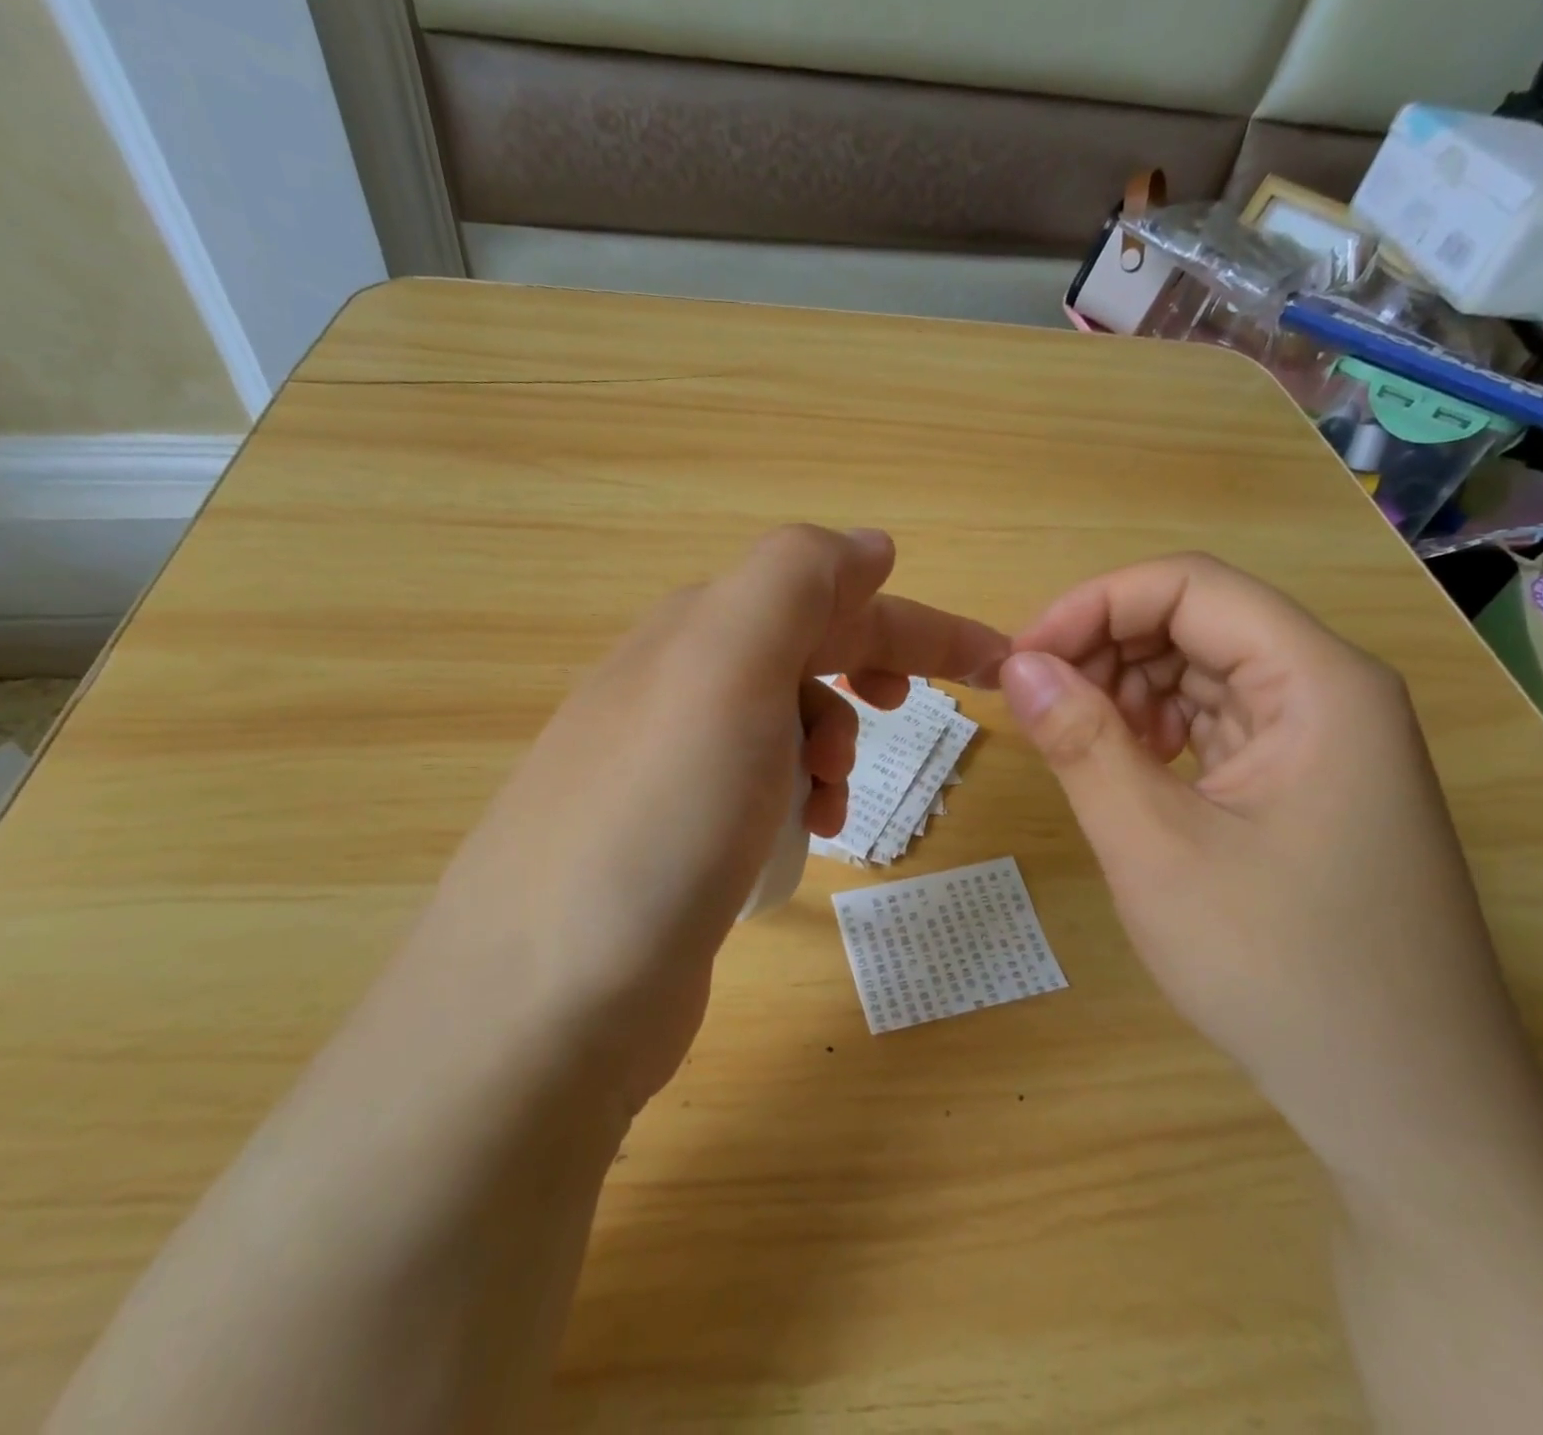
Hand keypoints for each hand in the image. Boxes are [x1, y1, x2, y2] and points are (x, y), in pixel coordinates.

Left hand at [397, 527, 1006, 1112]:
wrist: (548, 997)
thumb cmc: (659, 816)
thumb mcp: (727, 665)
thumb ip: (796, 580)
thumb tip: (867, 545)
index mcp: (696, 636)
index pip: (827, 598)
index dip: (916, 623)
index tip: (995, 660)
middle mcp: (675, 690)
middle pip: (804, 656)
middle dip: (871, 674)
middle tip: (911, 716)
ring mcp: (668, 769)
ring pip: (785, 726)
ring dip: (832, 747)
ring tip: (833, 800)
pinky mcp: (672, 840)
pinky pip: (761, 790)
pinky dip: (800, 800)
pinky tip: (801, 840)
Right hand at [1000, 554, 1542, 1183]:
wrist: (1404, 1104)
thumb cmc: (1280, 969)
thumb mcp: (1155, 848)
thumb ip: (1081, 743)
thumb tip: (1018, 664)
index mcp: (1318, 684)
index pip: (1191, 586)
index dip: (1093, 605)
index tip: (1022, 659)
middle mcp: (1332, 694)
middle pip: (1199, 622)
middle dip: (1105, 648)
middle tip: (1037, 707)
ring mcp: (1325, 743)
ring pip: (1205, 672)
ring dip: (1127, 691)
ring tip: (1077, 745)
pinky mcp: (1307, 787)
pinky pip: (1219, 724)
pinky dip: (1157, 732)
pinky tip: (1126, 771)